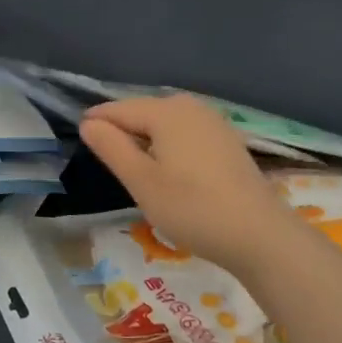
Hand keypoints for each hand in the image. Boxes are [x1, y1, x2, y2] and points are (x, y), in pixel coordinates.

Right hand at [79, 94, 300, 275]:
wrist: (261, 236)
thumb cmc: (193, 209)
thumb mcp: (142, 182)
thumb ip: (112, 147)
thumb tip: (88, 122)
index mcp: (165, 111)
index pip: (117, 109)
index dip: (95, 125)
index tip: (80, 145)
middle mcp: (189, 106)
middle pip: (141, 113)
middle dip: (122, 134)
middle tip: (111, 168)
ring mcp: (212, 121)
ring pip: (163, 123)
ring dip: (146, 142)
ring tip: (137, 173)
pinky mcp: (226, 139)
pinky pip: (184, 133)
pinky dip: (169, 147)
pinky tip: (171, 174)